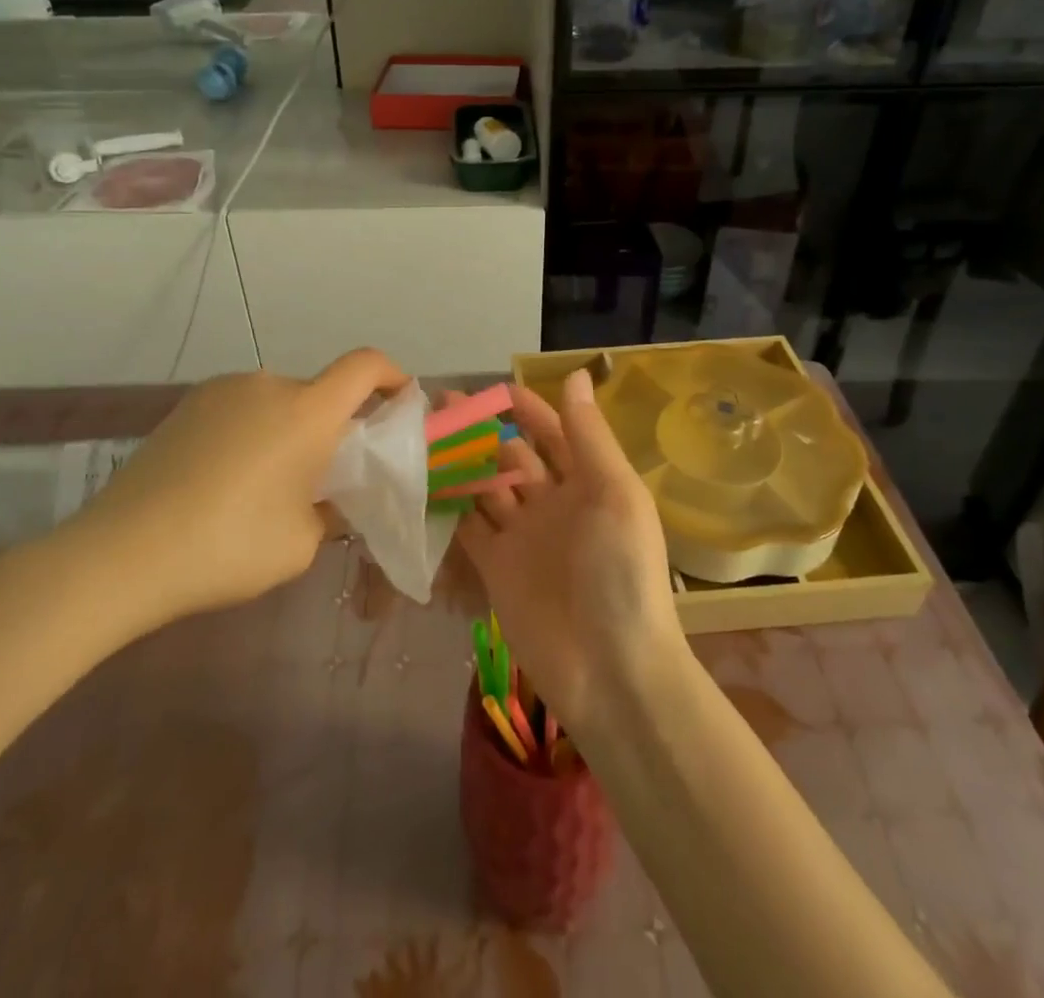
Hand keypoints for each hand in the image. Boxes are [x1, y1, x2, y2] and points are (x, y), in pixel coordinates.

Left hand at [57, 349, 407, 636]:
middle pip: (319, 392)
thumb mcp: (301, 543)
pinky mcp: (186, 406)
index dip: (391, 375)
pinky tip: (225, 481)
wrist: (122, 553)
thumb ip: (328, 511)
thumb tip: (324, 500)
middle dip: (333, 425)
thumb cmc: (229, 546)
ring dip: (288, 431)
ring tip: (266, 486)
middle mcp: (267, 385)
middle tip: (324, 477)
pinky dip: (251, 433)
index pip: (365, 365)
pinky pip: (240, 410)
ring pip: (277, 403)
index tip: (399, 404)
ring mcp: (221, 391)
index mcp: (307, 411)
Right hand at [456, 368, 684, 733]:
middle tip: (438, 408)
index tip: (489, 388)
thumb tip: (573, 373)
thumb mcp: (614, 493)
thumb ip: (589, 435)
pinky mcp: (496, 568)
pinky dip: (449, 505)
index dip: (525, 408)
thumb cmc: (620, 572)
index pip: (553, 432)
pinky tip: (422, 482)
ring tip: (423, 436)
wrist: (610, 669)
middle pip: (512, 456)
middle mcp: (553, 503)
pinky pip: (469, 527)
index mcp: (587, 482)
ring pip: (486, 487)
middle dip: (483, 431)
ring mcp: (522, 536)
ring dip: (461, 463)